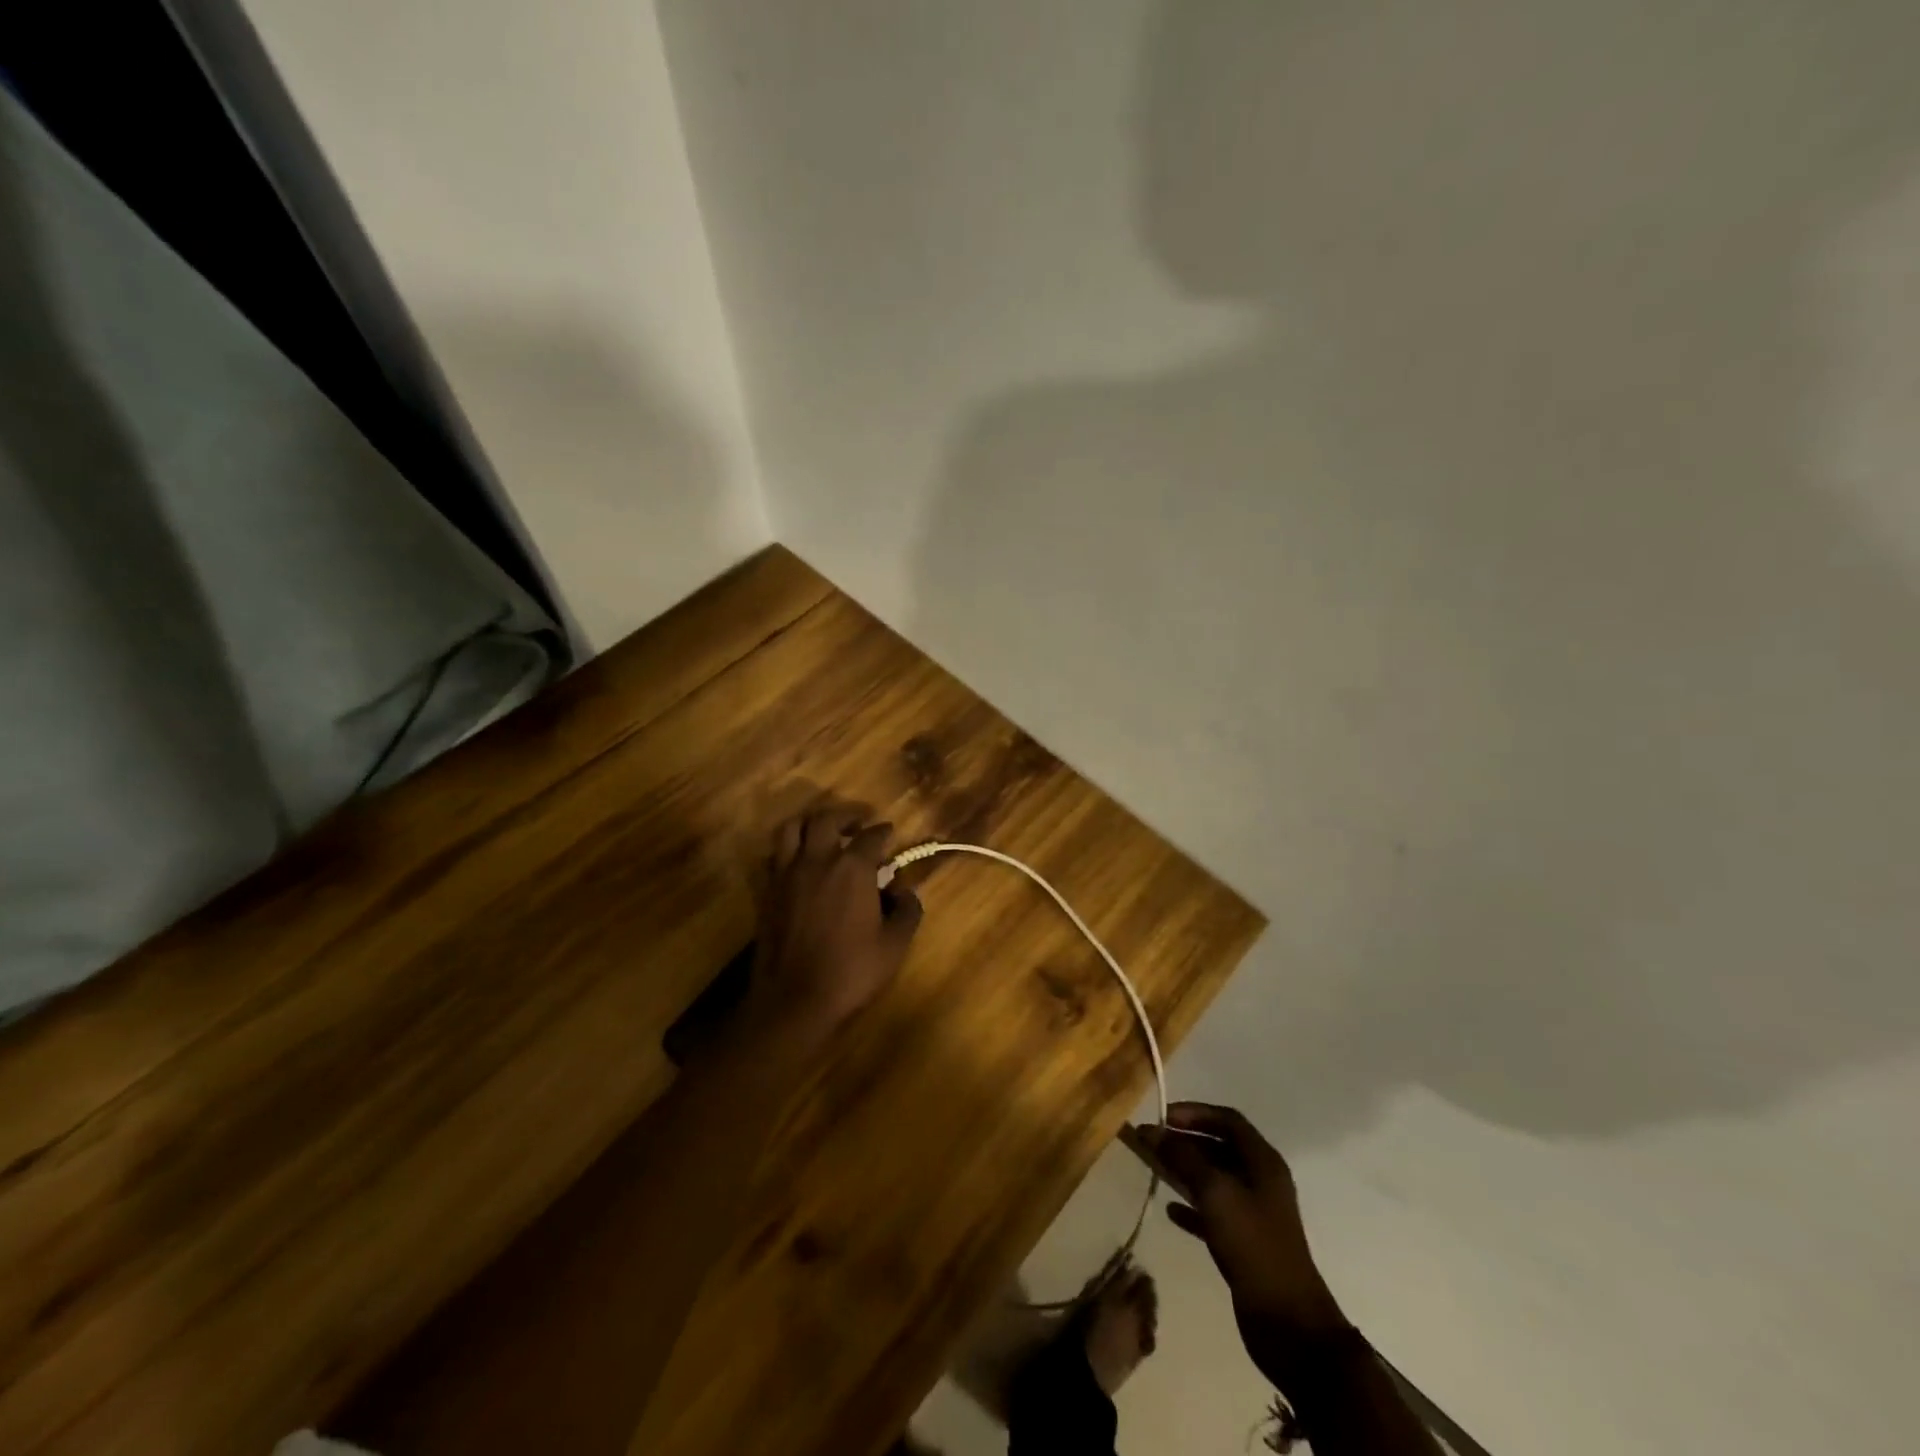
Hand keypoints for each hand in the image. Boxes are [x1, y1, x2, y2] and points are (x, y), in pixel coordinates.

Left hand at [743, 803, 922, 1049]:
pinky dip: (789, 848)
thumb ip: (907, 910)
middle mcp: (817, 860)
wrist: (793, 1000)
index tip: (888, 831)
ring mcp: (787, 874)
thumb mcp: (895, 944)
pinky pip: (775, 855)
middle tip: (858, 821)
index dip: (883, 831)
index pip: (871, 836)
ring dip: (810, 822)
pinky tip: (800, 861)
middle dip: (845, 814)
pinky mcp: (767, 891)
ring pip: (791, 828)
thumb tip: (905, 890)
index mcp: (852, 868)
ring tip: (823, 831)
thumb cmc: (851, 971)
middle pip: (826, 818)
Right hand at [1138, 1103, 1349, 1382]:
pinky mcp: (1244, 1242)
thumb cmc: (1254, 1245)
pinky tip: (1169, 1211)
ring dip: (1184, 1170)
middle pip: (1219, 1147)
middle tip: (1151, 1142)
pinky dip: (1191, 1206)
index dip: (1195, 1112)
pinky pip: (1212, 1212)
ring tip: (1154, 1167)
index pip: (1228, 1120)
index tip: (1163, 1117)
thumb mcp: (1216, 1193)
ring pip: (1214, 1179)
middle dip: (1185, 1140)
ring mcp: (1254, 1213)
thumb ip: (1183, 1157)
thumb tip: (1153, 1130)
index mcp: (1263, 1162)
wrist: (1289, 1324)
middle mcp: (1260, 1181)